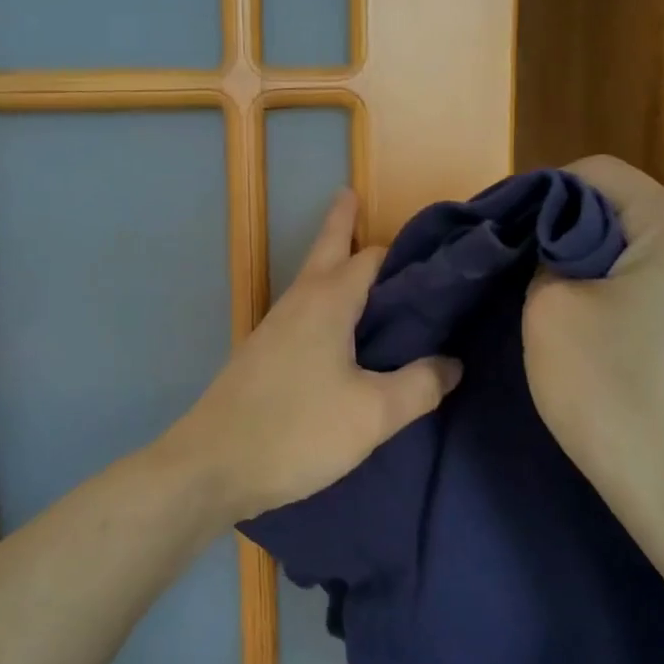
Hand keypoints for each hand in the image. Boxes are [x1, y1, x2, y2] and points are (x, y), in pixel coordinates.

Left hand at [161, 190, 461, 522]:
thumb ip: (420, 385)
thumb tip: (452, 362)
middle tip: (355, 196)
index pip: (373, 257)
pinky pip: (306, 314)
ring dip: (335, 264)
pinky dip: (329, 304)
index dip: (406, 252)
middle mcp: (299, 302)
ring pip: (313, 282)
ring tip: (366, 268)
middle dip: (342, 223)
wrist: (211, 467)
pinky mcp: (265, 355)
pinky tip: (344, 333)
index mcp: (328, 301)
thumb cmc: (296, 430)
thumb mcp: (373, 414)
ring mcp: (276, 328)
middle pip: (326, 249)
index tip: (438, 252)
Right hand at [523, 156, 663, 535]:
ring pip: (644, 247)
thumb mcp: (550, 311)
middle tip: (523, 271)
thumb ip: (543, 256)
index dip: (538, 193)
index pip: (596, 173)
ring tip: (559, 303)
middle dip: (567, 231)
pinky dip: (626, 291)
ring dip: (596, 263)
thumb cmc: (615, 396)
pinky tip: (602, 329)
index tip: (504, 235)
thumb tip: (554, 250)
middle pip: (624, 207)